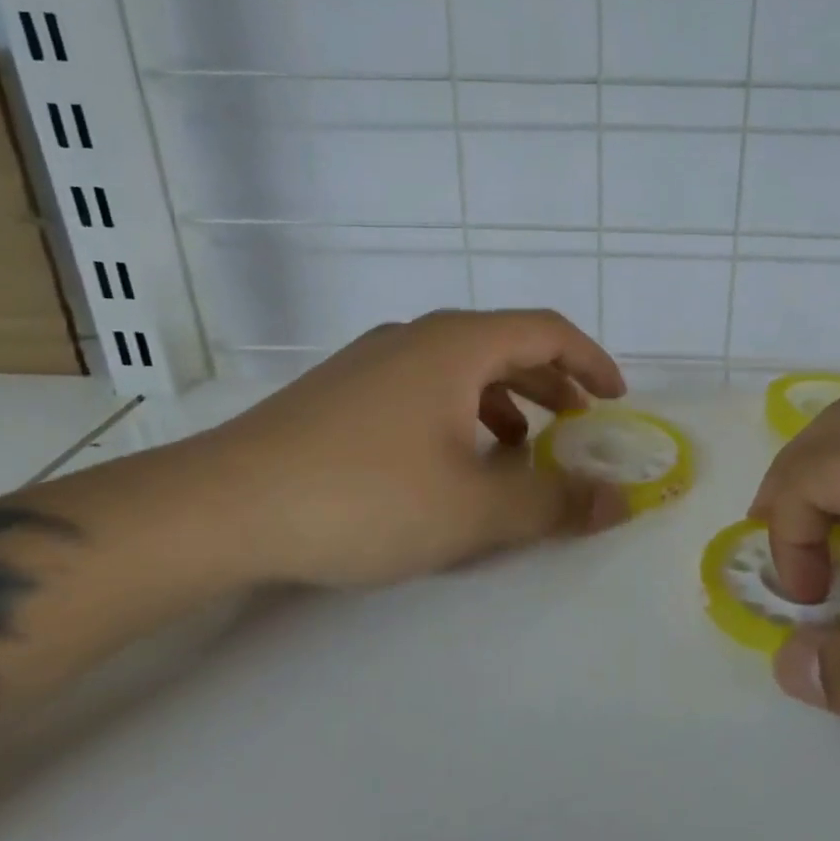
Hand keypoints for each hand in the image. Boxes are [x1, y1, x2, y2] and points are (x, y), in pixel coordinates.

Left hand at [175, 310, 631, 587]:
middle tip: (578, 423)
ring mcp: (371, 361)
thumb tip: (619, 502)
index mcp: (455, 345)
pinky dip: (459, 412)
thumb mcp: (473, 510)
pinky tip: (449, 460)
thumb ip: (552, 502)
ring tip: (519, 449)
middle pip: (504, 344)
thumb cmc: (363, 497)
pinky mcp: (340, 391)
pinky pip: (422, 387)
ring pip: (460, 368)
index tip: (616, 398)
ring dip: (504, 401)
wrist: (221, 507)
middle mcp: (415, 338)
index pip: (545, 331)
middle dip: (552, 383)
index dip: (591, 361)